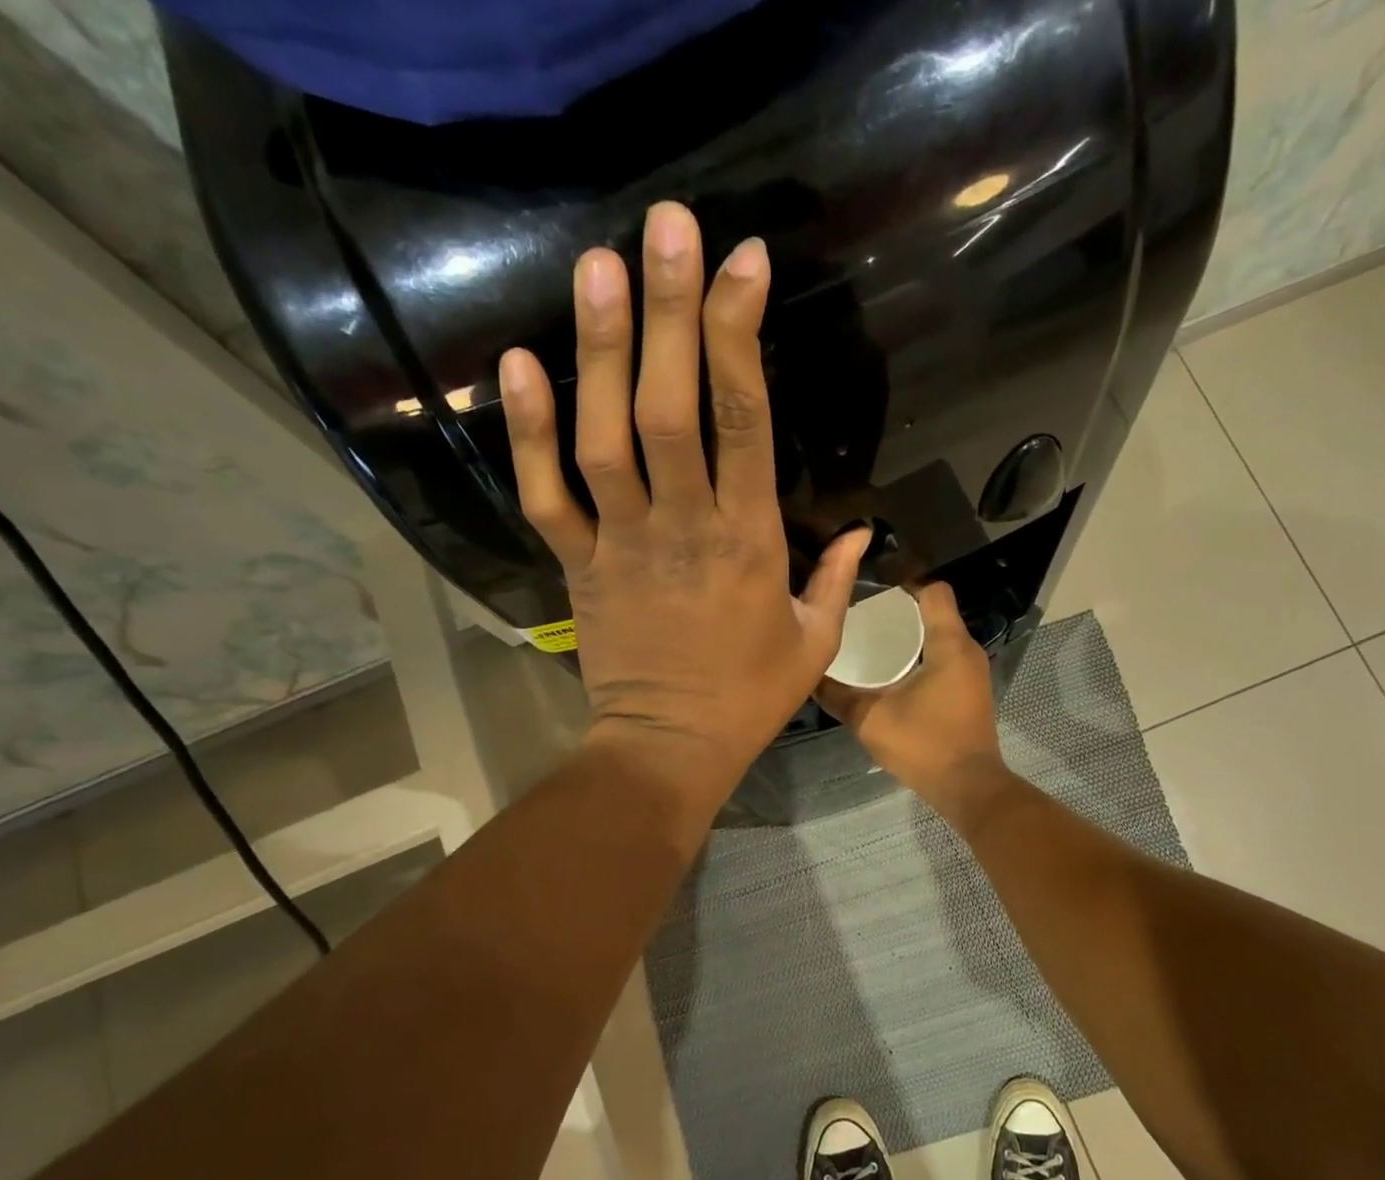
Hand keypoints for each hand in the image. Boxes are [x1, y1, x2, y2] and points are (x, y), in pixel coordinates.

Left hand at [500, 203, 869, 799]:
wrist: (668, 748)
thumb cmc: (749, 699)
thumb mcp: (814, 645)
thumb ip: (837, 581)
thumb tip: (864, 531)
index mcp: (748, 542)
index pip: (745, 425)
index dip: (741, 338)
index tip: (744, 263)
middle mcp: (682, 528)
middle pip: (671, 410)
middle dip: (671, 313)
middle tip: (664, 225)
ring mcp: (622, 544)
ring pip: (604, 439)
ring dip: (600, 351)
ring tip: (595, 265)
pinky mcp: (579, 565)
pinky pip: (546, 495)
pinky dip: (529, 432)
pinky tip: (520, 361)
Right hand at [815, 582, 1013, 821]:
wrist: (968, 787)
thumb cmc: (924, 745)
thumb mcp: (871, 719)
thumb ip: (838, 696)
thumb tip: (808, 675)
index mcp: (949, 644)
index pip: (934, 590)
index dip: (905, 581)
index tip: (872, 587)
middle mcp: (967, 650)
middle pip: (937, 611)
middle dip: (902, 609)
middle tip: (863, 614)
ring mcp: (973, 672)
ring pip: (942, 635)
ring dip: (912, 633)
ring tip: (873, 639)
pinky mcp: (971, 691)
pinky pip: (946, 657)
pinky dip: (923, 654)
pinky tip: (895, 670)